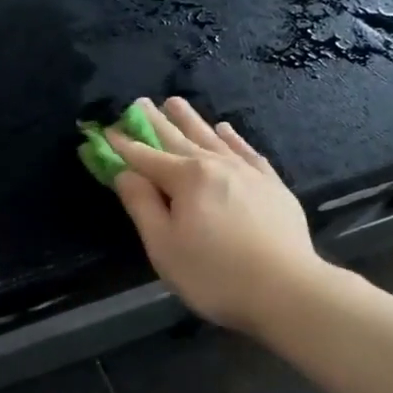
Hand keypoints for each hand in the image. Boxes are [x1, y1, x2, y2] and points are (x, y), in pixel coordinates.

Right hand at [107, 97, 325, 334]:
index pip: (146, 158)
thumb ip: (142, 206)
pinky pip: (247, 152)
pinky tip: (226, 129)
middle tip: (139, 102)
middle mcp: (216, 165)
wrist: (286, 289)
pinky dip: (233, 138)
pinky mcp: (272, 185)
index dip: (123, 145)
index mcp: (186, 179)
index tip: (106, 130)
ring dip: (191, 120)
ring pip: (212, 138)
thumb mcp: (164, 246)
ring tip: (175, 102)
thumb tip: (124, 174)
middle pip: (178, 139)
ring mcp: (247, 172)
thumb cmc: (214, 274)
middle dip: (155, 122)